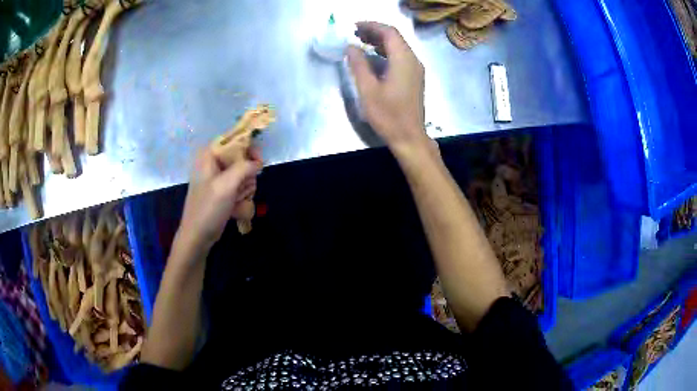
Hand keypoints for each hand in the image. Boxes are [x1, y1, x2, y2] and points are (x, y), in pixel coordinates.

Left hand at [176, 147, 261, 252]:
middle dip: (247, 175)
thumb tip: (259, 163)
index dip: (248, 149)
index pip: (234, 140)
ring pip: (244, 174)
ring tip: (237, 201)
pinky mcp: (223, 191)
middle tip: (242, 189)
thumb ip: (244, 168)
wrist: (198, 236)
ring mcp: (219, 178)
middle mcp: (213, 163)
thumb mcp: (226, 185)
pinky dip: (242, 197)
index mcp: (209, 155)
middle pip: (242, 158)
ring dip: (246, 189)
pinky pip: (241, 187)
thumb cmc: (208, 209)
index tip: (259, 162)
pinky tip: (236, 207)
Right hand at [347, 22, 430, 155]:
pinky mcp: (414, 78)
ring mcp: (416, 69)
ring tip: (361, 42)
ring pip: (399, 47)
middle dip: (375, 32)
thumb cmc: (388, 115)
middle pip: (395, 37)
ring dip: (380, 41)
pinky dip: (387, 52)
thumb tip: (351, 47)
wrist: (409, 137)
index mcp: (403, 60)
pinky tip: (374, 57)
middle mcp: (413, 60)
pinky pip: (401, 57)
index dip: (371, 26)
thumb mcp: (368, 90)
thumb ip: (358, 65)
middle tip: (355, 33)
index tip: (354, 27)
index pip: (389, 32)